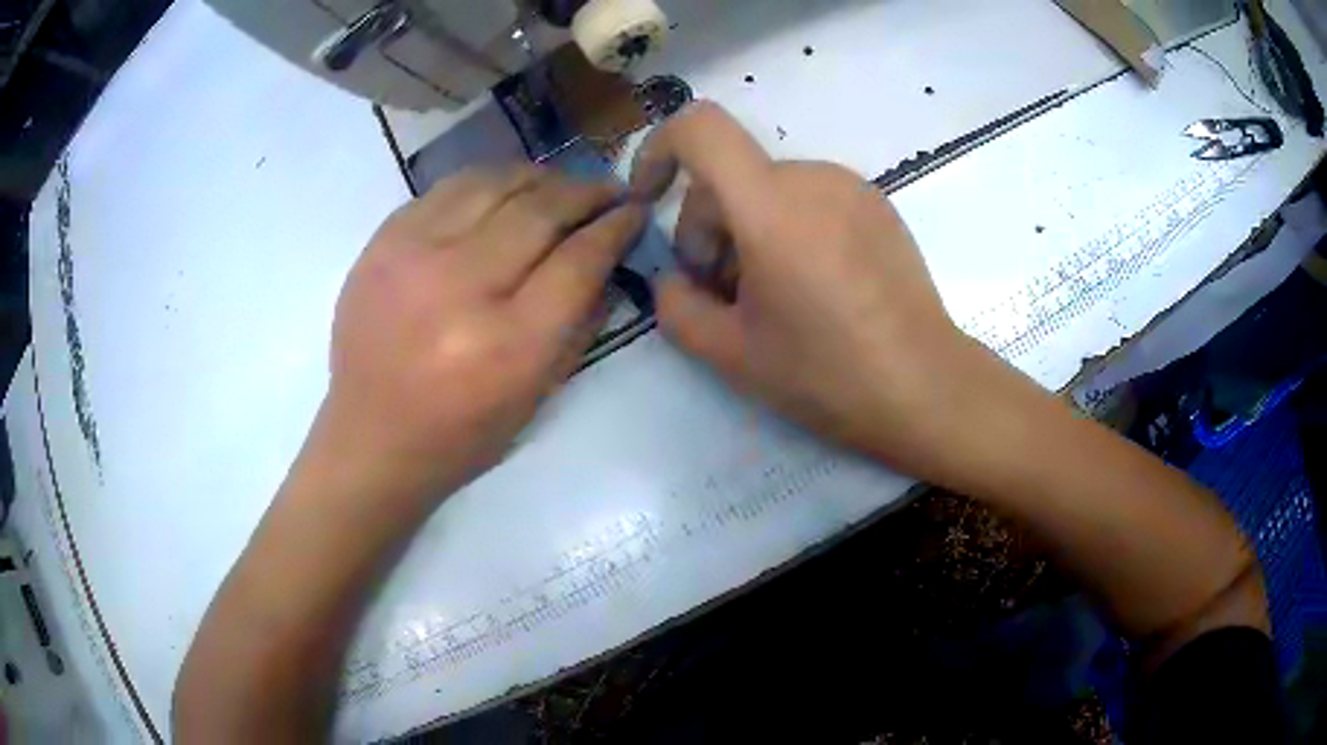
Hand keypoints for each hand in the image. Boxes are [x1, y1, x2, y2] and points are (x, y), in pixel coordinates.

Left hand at [320, 166, 644, 499]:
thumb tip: (608, 260)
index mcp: (506, 344)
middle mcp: (459, 287)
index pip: (579, 259)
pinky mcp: (382, 242)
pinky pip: (449, 188)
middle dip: (586, 193)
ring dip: (540, 179)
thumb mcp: (537, 398)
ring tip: (560, 186)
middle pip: (540, 211)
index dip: (616, 227)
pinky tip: (506, 191)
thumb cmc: (460, 436)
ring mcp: (413, 255)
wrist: (369, 437)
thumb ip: (580, 323)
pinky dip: (489, 182)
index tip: (634, 212)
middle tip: (607, 192)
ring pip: (495, 184)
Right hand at [632, 103, 996, 479]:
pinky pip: (809, 197)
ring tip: (771, 296)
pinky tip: (812, 286)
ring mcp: (852, 187)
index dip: (660, 149)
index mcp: (771, 207)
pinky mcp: (877, 205)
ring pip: (769, 187)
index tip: (651, 199)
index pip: (700, 128)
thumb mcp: (730, 354)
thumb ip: (676, 307)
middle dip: (708, 226)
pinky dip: (788, 227)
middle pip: (731, 173)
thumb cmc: (826, 375)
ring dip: (748, 229)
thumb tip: (672, 279)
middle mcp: (813, 177)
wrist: (925, 387)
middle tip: (723, 293)